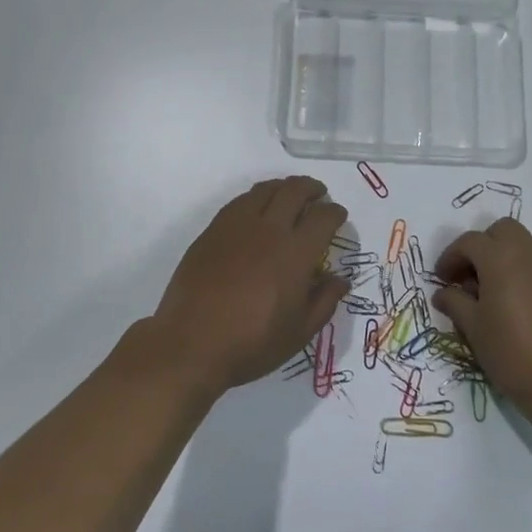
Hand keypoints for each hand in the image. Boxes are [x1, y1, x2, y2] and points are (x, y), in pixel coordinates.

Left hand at [149, 177, 349, 393]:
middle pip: (295, 191)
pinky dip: (256, 197)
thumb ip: (324, 302)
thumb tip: (340, 279)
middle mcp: (269, 230)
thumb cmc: (251, 344)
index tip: (338, 215)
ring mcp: (237, 226)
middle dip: (312, 188)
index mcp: (295, 254)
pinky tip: (257, 208)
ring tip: (289, 195)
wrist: (191, 343)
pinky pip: (240, 201)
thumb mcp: (298, 333)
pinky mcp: (213, 230)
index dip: (335, 212)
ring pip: (265, 189)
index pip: (323, 217)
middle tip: (318, 194)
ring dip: (284, 187)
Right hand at [432, 218, 531, 416]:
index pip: (469, 242)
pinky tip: (517, 303)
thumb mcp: (473, 329)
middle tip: (469, 276)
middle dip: (482, 246)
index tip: (442, 280)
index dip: (450, 257)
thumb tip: (443, 294)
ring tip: (492, 291)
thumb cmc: (511, 352)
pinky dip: (523, 271)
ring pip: (523, 244)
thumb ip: (455, 303)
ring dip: (504, 256)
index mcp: (500, 257)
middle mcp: (528, 253)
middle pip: (501, 231)